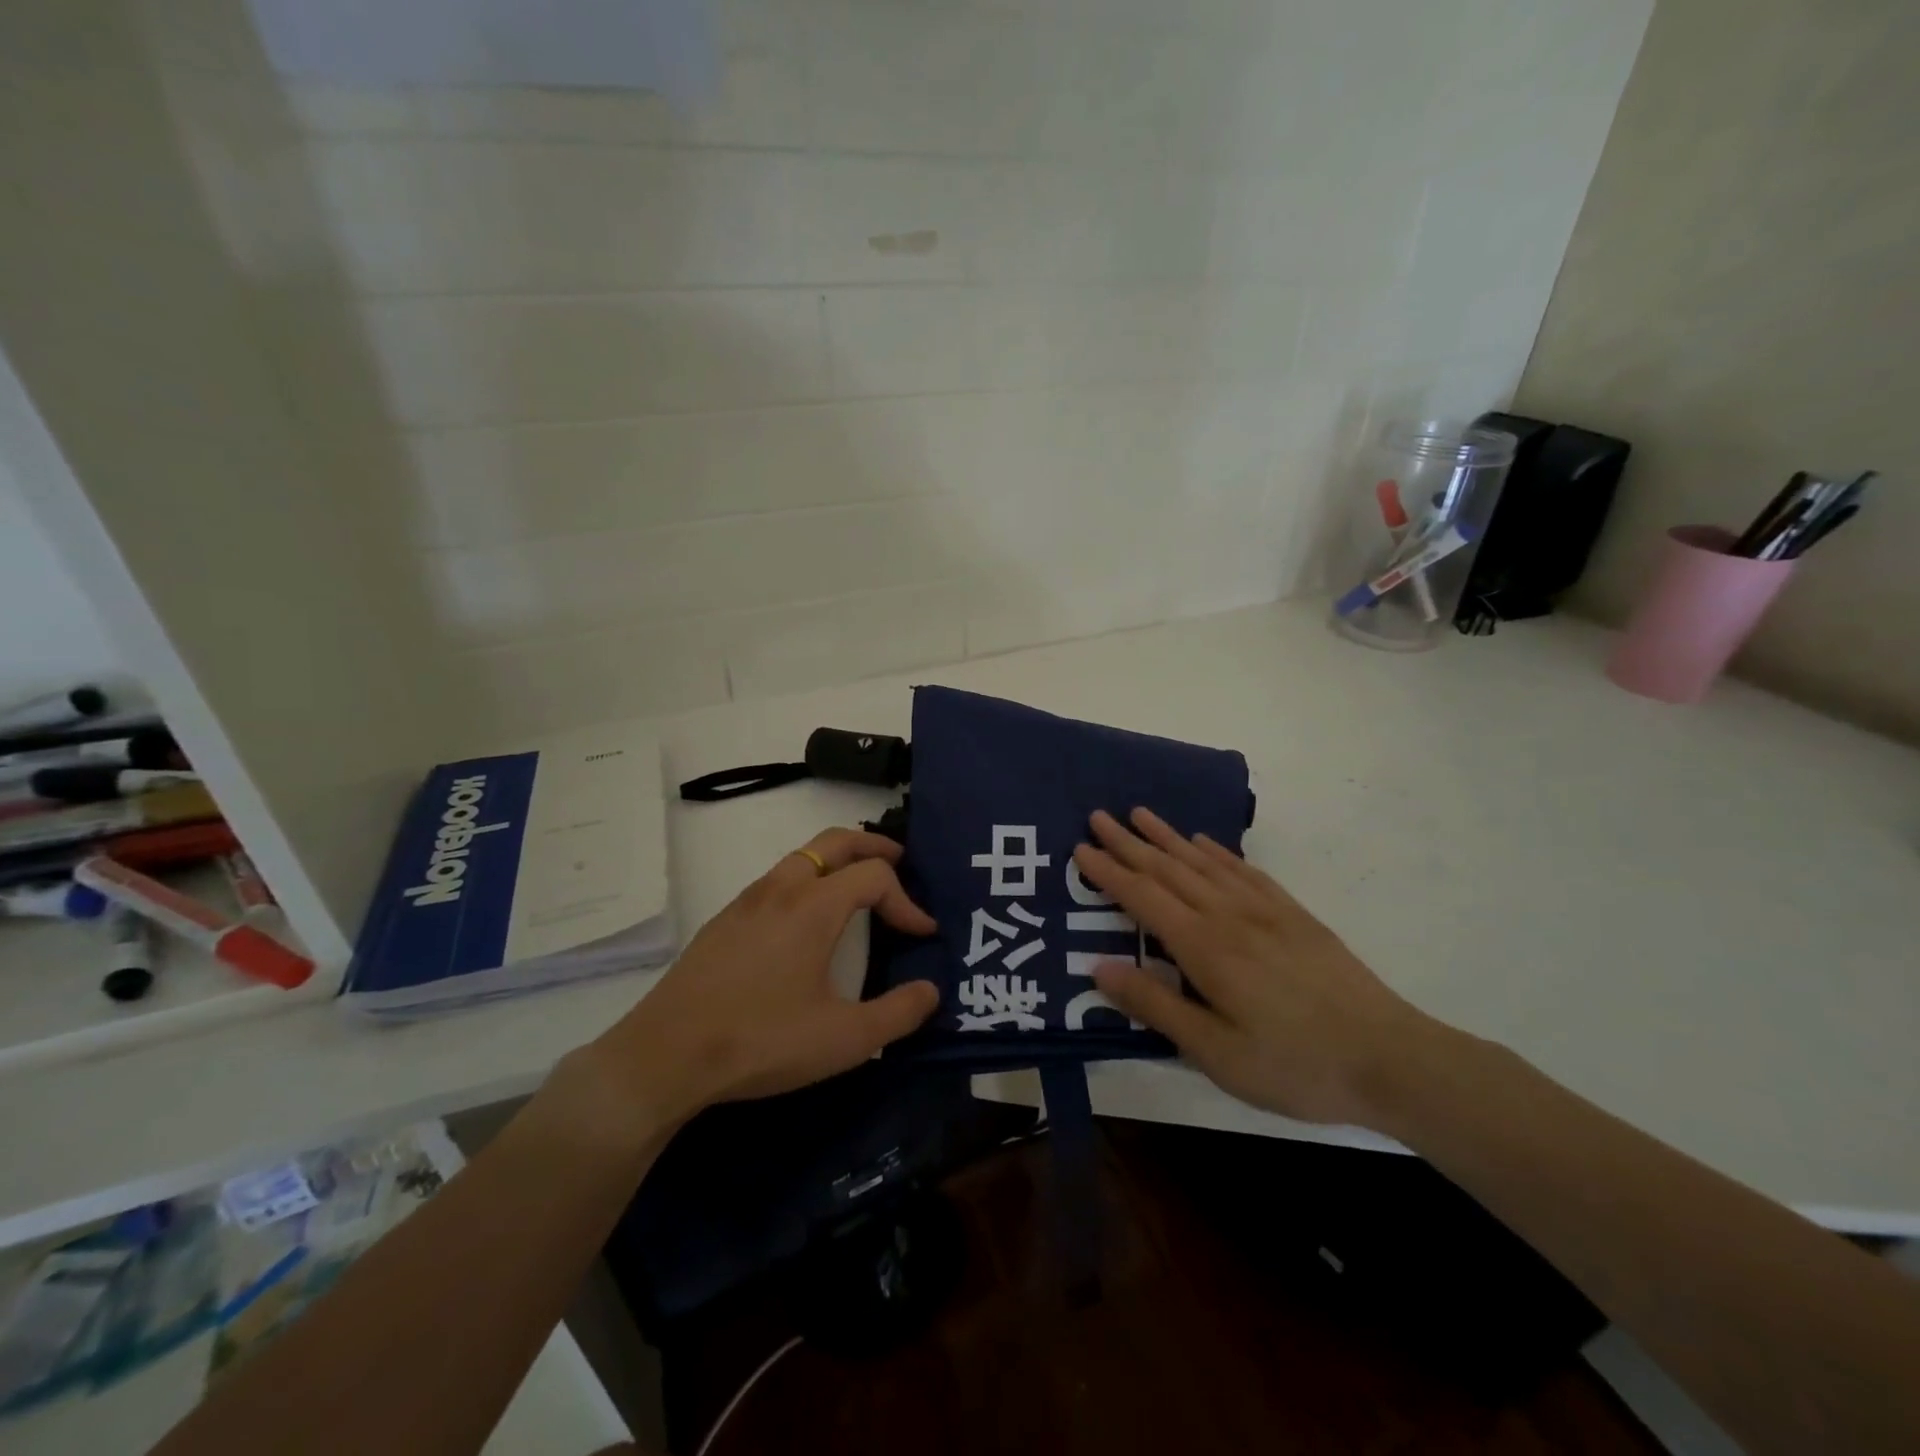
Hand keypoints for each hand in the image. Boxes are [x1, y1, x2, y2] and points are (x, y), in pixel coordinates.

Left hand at [561, 829, 940, 1139]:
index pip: (874, 876)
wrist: (664, 1056)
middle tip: (901, 863)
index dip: (907, 900)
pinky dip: (807, 881)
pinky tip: (806, 923)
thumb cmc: (761, 1040)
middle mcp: (781, 888)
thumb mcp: (843, 1039)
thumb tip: (931, 992)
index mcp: (813, 906)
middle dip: (873, 847)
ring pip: (801, 857)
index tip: (922, 934)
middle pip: (835, 841)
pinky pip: (777, 880)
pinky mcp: (724, 921)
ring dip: (837, 861)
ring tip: (858, 890)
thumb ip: (897, 1014)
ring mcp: (747, 901)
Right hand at [1074, 807, 1447, 1126]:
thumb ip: (1155, 1007)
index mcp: (1205, 947)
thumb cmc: (1294, 1064)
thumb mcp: (1215, 1053)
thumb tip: (1098, 967)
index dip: (1109, 872)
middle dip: (1130, 843)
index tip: (1080, 849)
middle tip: (1098, 817)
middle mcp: (1229, 915)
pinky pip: (1245, 870)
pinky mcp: (1294, 915)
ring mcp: (1265, 910)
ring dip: (1168, 836)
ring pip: (1204, 862)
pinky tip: (1205, 843)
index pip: (1144, 898)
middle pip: (1169, 869)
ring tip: (1141, 814)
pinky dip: (1218, 852)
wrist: (1390, 1058)